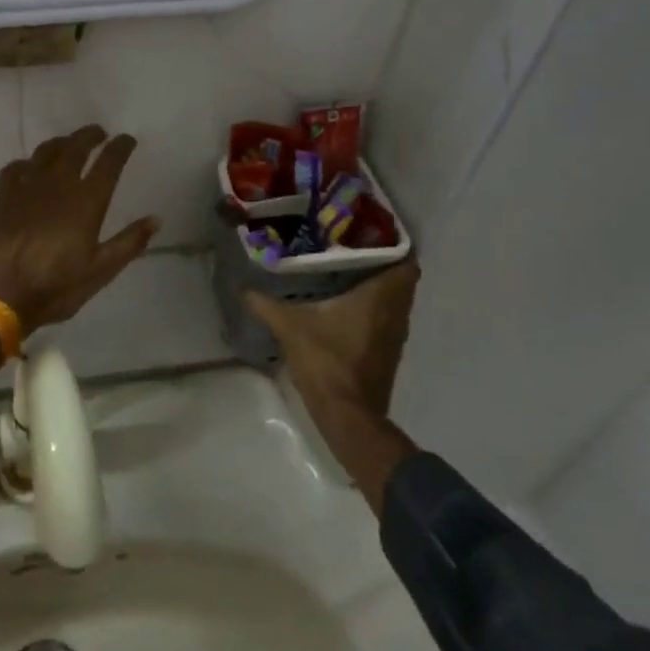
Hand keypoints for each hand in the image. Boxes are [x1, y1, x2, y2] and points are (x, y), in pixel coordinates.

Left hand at [0, 126, 161, 340]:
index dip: (120, 147)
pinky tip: (29, 168)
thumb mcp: (100, 271)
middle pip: (76, 147)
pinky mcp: (3, 195)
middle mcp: (58, 184)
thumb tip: (156, 219)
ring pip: (46, 151)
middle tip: (99, 133)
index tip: (127, 139)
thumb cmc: (56, 285)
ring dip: (61, 142)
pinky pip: (16, 167)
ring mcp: (27, 186)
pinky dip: (28, 162)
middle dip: (90, 136)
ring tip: (68, 143)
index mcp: (87, 201)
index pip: (108, 163)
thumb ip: (129, 243)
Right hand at [247, 263, 420, 512]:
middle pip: (401, 280)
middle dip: (381, 263)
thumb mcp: (290, 327)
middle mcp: (395, 313)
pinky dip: (375, 310)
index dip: (393, 246)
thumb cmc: (326, 362)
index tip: (368, 234)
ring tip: (347, 272)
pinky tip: (347, 306)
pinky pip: (388, 320)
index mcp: (380, 298)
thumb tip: (243, 287)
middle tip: (351, 249)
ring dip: (379, 288)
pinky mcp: (388, 354)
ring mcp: (395, 336)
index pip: (406, 263)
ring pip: (396, 302)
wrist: (347, 416)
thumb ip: (266, 304)